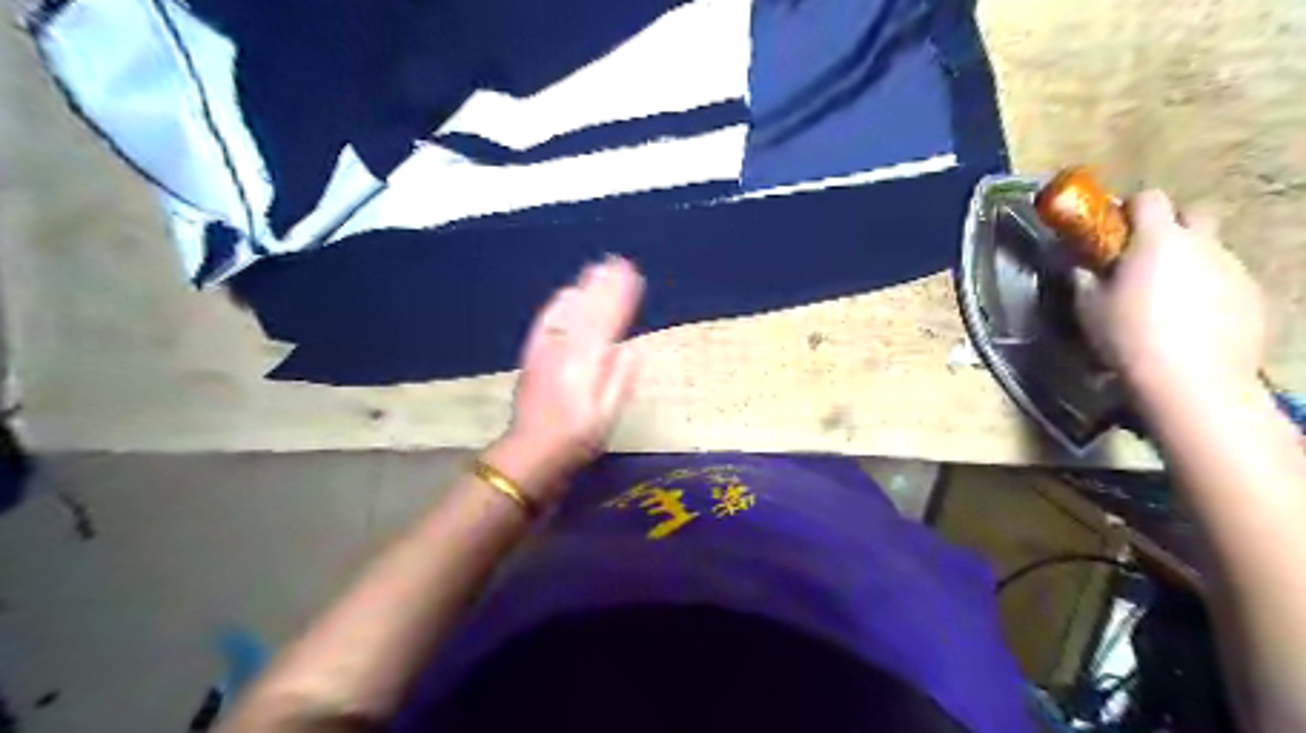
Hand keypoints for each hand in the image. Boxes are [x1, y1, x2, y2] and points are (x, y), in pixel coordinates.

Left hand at [493, 256, 644, 504]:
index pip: (608, 320)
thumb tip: (633, 349)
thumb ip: (619, 380)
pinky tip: (565, 294)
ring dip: (583, 288)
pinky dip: (558, 304)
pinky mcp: (533, 356)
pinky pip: (546, 322)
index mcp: (588, 363)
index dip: (620, 295)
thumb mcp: (607, 415)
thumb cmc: (577, 438)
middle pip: (588, 309)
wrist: (531, 452)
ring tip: (596, 268)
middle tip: (617, 261)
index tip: (632, 274)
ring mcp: (546, 350)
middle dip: (604, 284)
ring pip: (567, 310)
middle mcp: (566, 349)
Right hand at [1072, 186, 1265, 398]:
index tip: (1114, 227)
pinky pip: (1225, 279)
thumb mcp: (1088, 307)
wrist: (1192, 380)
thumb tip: (1079, 264)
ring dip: (1188, 261)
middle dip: (1171, 226)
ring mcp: (1233, 269)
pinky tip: (1190, 320)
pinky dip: (1207, 289)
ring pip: (1210, 250)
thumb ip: (1084, 278)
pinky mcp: (1253, 295)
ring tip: (1166, 298)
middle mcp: (1202, 245)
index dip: (1130, 207)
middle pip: (1194, 213)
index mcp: (1158, 240)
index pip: (1149, 198)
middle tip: (1145, 256)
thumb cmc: (1128, 336)